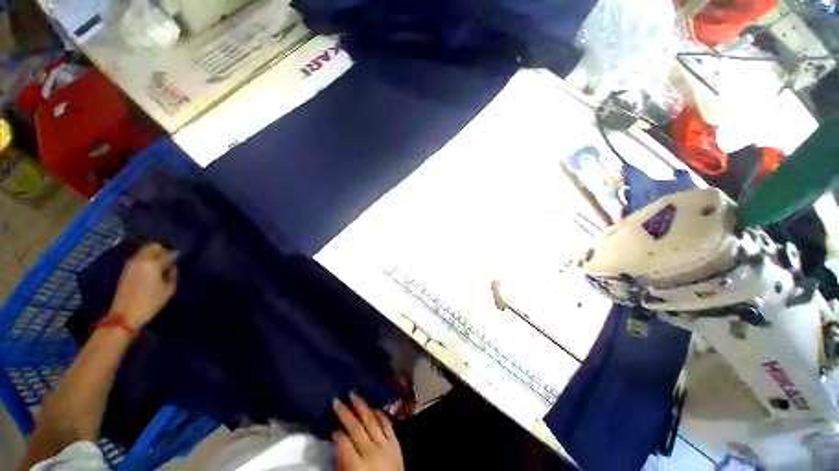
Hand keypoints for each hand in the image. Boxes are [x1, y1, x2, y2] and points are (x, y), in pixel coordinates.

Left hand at [110, 243, 177, 328]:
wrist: (125, 315)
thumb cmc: (150, 303)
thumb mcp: (168, 290)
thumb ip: (172, 275)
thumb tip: (172, 267)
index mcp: (153, 264)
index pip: (169, 253)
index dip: (176, 255)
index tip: (180, 259)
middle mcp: (141, 259)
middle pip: (153, 247)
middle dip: (162, 250)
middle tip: (169, 259)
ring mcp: (131, 264)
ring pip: (144, 251)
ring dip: (153, 254)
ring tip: (160, 264)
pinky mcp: (126, 269)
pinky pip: (139, 258)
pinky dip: (146, 259)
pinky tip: (150, 269)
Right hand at [333, 394, 402, 470]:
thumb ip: (343, 460)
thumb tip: (337, 439)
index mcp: (358, 467)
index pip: (344, 443)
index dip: (337, 433)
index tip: (332, 428)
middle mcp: (372, 453)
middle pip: (356, 428)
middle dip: (345, 413)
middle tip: (337, 401)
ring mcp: (386, 446)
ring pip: (372, 420)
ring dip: (361, 406)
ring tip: (353, 395)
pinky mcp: (396, 442)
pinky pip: (387, 423)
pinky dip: (379, 413)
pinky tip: (372, 407)